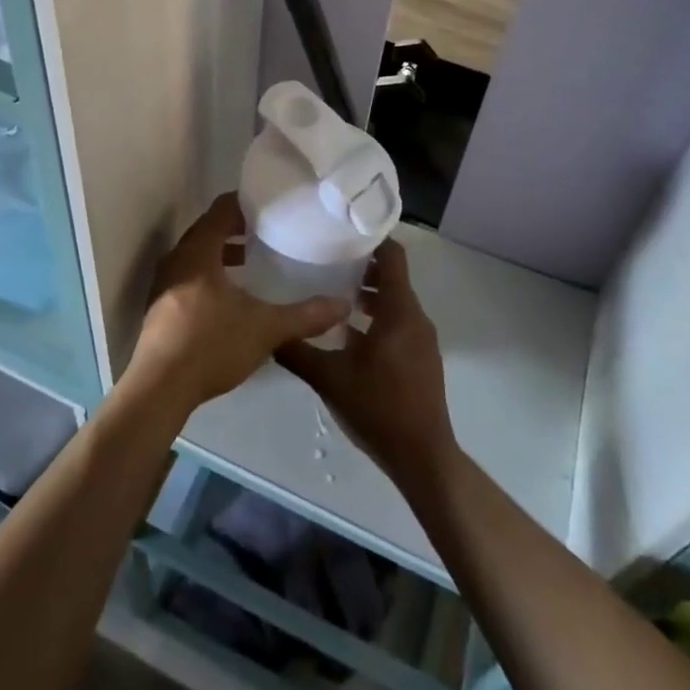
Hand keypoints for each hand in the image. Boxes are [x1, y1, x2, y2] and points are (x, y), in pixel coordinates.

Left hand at [126, 193, 349, 417]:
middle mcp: (177, 259)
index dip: (245, 202)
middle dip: (236, 227)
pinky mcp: (161, 307)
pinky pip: (189, 276)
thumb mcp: (265, 328)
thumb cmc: (211, 344)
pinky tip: (231, 295)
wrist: (160, 387)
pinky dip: (210, 274)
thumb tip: (343, 304)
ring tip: (251, 259)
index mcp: (198, 251)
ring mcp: (164, 284)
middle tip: (268, 229)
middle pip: (208, 230)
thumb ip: (305, 315)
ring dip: (222, 253)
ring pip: (197, 255)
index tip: (270, 204)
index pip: (221, 210)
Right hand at [277, 241, 458, 491]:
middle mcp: (415, 318)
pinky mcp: (420, 358)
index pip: (392, 255)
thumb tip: (266, 329)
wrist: (422, 458)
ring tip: (330, 293)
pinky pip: (398, 322)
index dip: (370, 239)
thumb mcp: (328, 377)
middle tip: (324, 260)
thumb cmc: (378, 409)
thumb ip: (296, 350)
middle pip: (392, 276)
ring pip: (394, 301)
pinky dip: (376, 316)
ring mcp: (421, 340)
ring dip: (367, 293)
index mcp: (399, 311)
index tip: (340, 231)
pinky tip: (346, 333)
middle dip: (360, 266)